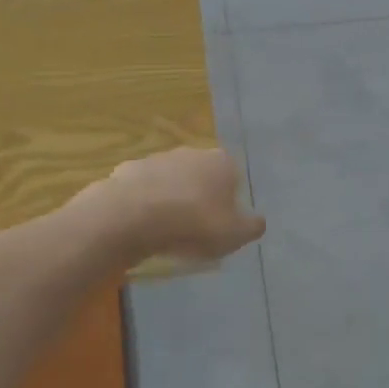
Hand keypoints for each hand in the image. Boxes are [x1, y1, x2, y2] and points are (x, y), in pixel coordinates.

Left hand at [89, 148, 264, 261]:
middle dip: (199, 197)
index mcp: (222, 162)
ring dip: (171, 199)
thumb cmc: (193, 223)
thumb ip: (252, 227)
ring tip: (165, 231)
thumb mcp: (234, 234)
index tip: (220, 226)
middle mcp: (192, 152)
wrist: (132, 216)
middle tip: (194, 229)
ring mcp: (159, 158)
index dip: (228, 203)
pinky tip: (140, 226)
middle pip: (201, 176)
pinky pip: (143, 189)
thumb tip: (258, 222)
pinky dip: (144, 203)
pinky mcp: (130, 169)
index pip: (233, 178)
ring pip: (171, 181)